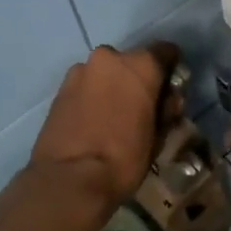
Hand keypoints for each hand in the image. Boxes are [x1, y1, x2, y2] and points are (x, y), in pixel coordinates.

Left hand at [29, 43, 177, 207]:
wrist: (70, 179)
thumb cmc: (124, 157)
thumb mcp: (159, 136)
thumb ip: (166, 109)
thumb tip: (167, 101)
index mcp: (140, 65)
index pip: (165, 51)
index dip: (171, 70)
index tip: (171, 90)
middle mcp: (108, 58)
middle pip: (131, 62)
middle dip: (138, 80)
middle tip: (142, 108)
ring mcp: (79, 72)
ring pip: (105, 74)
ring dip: (113, 88)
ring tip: (114, 118)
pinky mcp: (59, 90)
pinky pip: (85, 87)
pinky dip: (93, 97)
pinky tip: (95, 122)